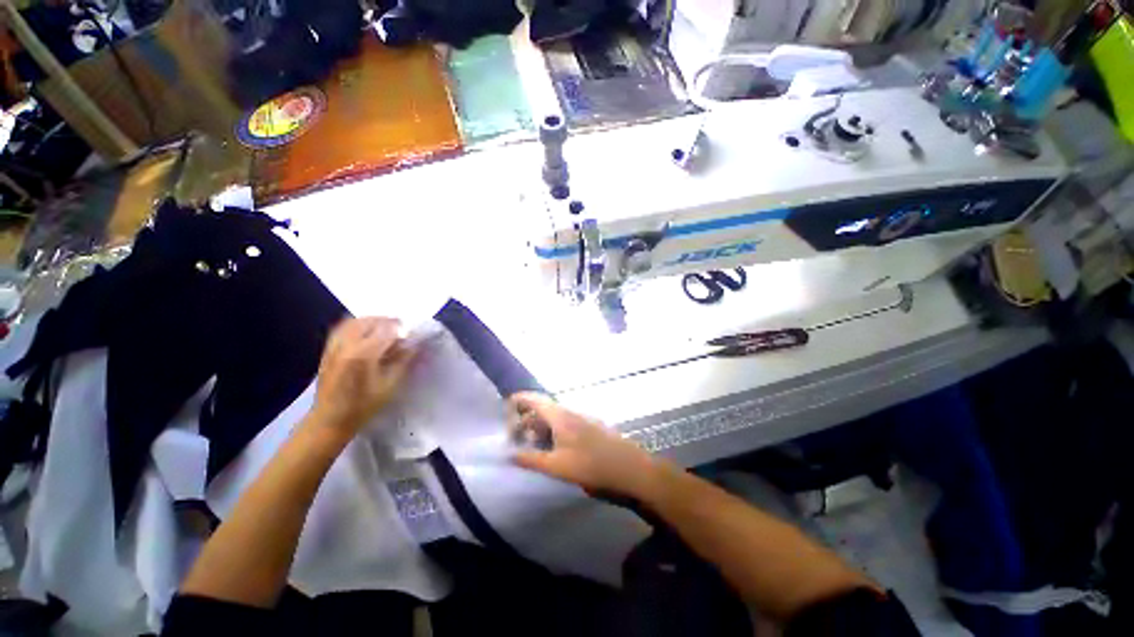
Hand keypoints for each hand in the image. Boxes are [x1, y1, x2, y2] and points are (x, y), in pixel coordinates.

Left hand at [312, 318, 416, 437]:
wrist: (329, 420)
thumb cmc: (363, 406)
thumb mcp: (389, 385)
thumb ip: (403, 361)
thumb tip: (415, 345)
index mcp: (363, 354)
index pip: (387, 330)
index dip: (402, 329)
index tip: (412, 336)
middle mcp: (346, 345)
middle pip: (370, 321)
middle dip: (388, 322)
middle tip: (401, 331)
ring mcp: (334, 346)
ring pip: (355, 321)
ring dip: (373, 321)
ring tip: (385, 330)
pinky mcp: (327, 350)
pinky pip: (343, 328)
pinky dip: (358, 326)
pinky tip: (366, 335)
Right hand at [508, 392, 660, 498]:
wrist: (630, 469)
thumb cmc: (591, 466)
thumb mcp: (556, 466)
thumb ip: (530, 459)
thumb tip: (508, 454)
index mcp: (560, 416)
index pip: (534, 399)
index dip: (518, 400)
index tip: (504, 409)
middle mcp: (570, 412)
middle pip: (542, 408)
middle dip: (525, 420)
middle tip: (514, 438)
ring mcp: (581, 419)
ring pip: (554, 417)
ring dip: (539, 428)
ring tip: (530, 447)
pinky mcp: (589, 428)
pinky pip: (564, 424)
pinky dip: (552, 432)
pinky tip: (552, 450)